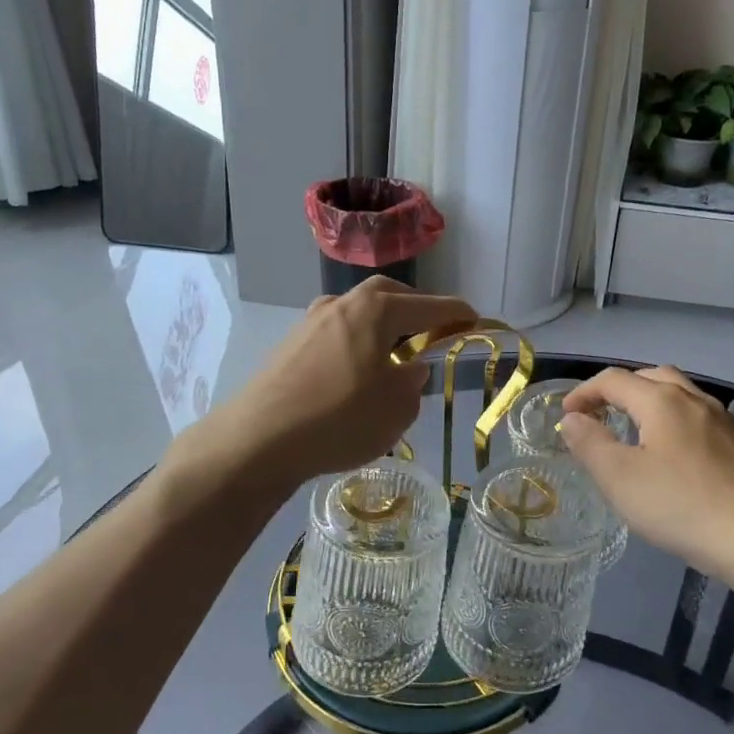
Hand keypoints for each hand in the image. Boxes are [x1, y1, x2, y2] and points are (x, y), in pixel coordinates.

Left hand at [195, 277, 475, 485]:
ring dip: (381, 326)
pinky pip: (336, 333)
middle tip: (431, 331)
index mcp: (376, 309)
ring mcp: (311, 321)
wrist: (259, 438)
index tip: (473, 319)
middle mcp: (343, 303)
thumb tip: (409, 368)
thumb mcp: (395, 409)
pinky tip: (355, 373)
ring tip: (392, 356)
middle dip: (415, 309)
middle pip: (389, 295)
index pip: (430, 306)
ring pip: (358, 312)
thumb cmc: (339, 419)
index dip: (456, 313)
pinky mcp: (290, 343)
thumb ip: (412, 383)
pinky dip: (355, 343)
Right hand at [558, 366, 733, 578]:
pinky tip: (682, 461)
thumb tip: (573, 419)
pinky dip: (681, 427)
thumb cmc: (682, 505)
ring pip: (684, 398)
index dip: (584, 392)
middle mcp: (697, 400)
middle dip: (621, 390)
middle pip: (652, 377)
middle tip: (602, 415)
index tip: (566, 416)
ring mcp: (728, 422)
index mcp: (662, 400)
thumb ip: (590, 444)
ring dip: (653, 406)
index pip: (614, 380)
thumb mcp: (620, 478)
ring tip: (639, 435)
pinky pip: (705, 423)